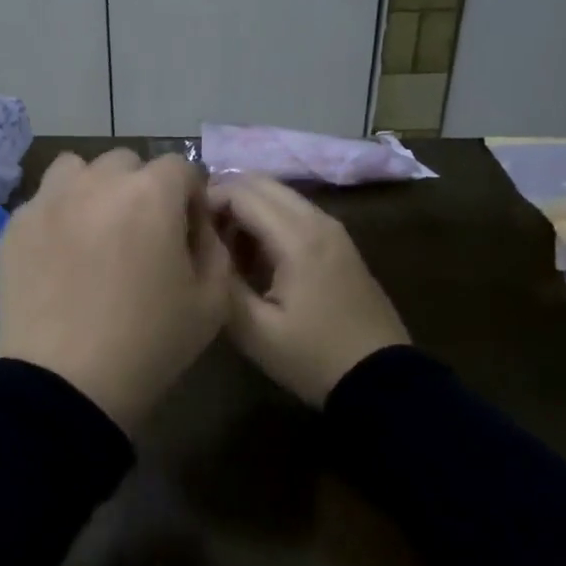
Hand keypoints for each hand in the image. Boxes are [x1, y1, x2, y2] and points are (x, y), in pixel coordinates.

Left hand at [0, 149, 230, 434]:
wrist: (64, 384)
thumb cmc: (148, 345)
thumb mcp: (212, 302)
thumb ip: (214, 247)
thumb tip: (197, 223)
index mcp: (150, 194)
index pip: (179, 166)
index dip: (189, 196)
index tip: (187, 230)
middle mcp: (95, 182)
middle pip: (126, 162)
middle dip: (141, 188)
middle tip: (140, 234)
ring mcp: (47, 200)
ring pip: (77, 170)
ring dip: (93, 188)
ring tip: (95, 231)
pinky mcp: (15, 225)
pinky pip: (43, 201)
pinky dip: (58, 215)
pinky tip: (60, 256)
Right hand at [209, 172, 409, 406]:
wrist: (381, 381)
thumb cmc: (312, 357)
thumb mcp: (254, 330)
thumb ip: (222, 281)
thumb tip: (202, 248)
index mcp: (297, 238)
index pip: (240, 193)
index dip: (206, 201)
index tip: (183, 227)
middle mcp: (318, 221)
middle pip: (261, 183)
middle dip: (224, 198)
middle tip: (199, 232)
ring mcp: (333, 230)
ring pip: (279, 196)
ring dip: (246, 209)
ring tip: (222, 247)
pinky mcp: (339, 244)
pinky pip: (294, 214)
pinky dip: (267, 221)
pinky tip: (253, 258)